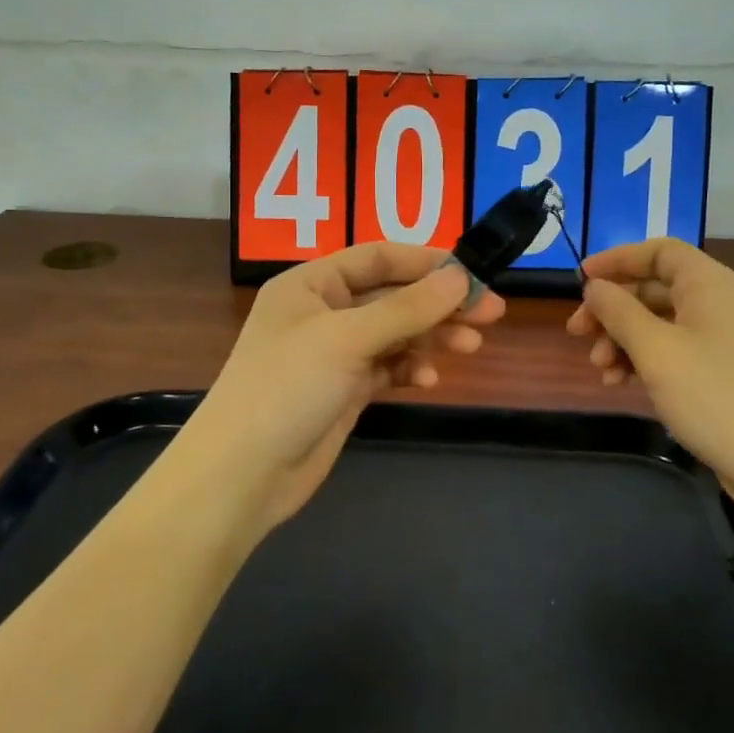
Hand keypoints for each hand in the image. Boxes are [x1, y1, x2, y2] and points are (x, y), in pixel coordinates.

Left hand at [185, 243, 505, 533]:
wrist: (242, 475)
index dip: (426, 262)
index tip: (473, 274)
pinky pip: (387, 368)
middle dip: (439, 304)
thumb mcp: (347, 339)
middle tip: (491, 313)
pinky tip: (428, 380)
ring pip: (394, 333)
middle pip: (392, 296)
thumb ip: (406, 309)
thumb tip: (460, 277)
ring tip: (471, 347)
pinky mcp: (343, 390)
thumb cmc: (286, 389)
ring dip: (431, 337)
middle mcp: (322, 312)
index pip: (377, 257)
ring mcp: (333, 353)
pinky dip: (409, 369)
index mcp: (310, 284)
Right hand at [565, 238, 733, 492]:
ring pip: (659, 322)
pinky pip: (673, 349)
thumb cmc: (715, 397)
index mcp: (709, 284)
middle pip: (653, 288)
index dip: (617, 259)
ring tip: (600, 371)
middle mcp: (718, 302)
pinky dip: (643, 360)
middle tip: (576, 334)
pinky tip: (622, 384)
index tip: (580, 280)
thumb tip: (595, 286)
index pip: (658, 251)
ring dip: (622, 340)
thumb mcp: (656, 351)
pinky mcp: (722, 370)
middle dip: (612, 309)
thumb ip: (619, 312)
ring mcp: (722, 338)